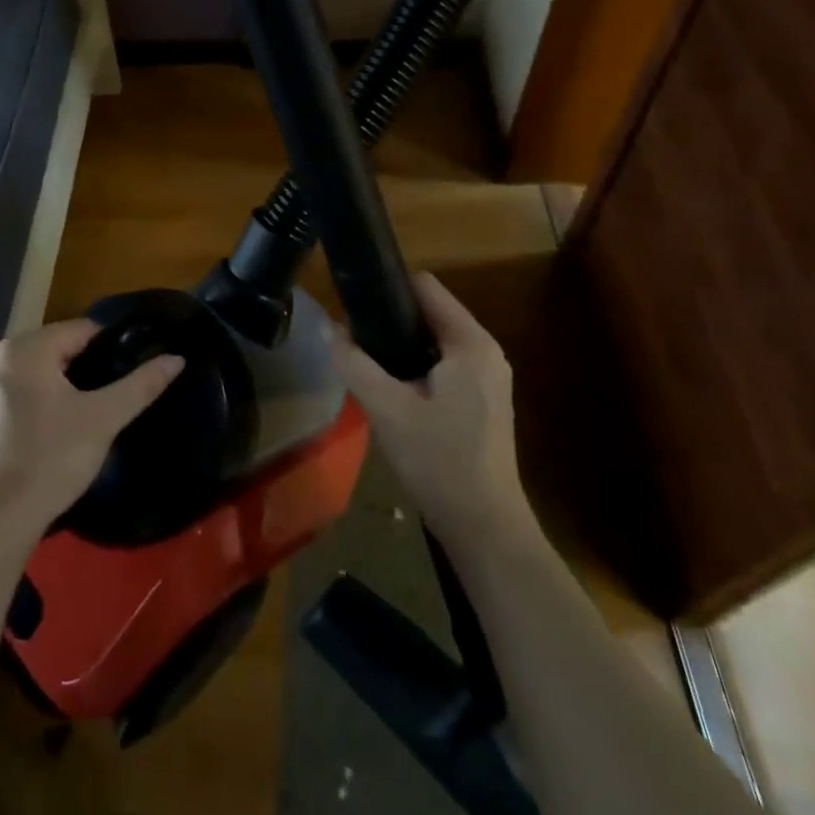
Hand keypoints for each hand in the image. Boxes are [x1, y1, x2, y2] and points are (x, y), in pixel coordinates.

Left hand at [0, 319, 183, 539]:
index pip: (83, 329)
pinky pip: (24, 392)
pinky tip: (60, 430)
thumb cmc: (50, 460)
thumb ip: (140, 385)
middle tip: (113, 398)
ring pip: (42, 371)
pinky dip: (45, 401)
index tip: (132, 373)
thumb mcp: (103, 419)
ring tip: (93, 415)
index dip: (113, 348)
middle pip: (61, 348)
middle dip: (89, 368)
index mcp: (25, 348)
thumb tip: (176, 358)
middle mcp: (0, 356)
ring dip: (67, 386)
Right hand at [330, 271, 531, 546]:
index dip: (386, 286)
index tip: (351, 299)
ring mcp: (487, 378)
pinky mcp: (482, 401)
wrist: (484, 528)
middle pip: (429, 313)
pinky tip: (388, 389)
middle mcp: (485, 352)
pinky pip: (442, 364)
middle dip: (388, 319)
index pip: (425, 287)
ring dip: (398, 345)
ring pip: (433, 341)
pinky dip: (414, 366)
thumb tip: (327, 328)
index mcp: (470, 343)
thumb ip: (354, 363)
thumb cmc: (439, 461)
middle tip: (350, 336)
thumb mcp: (387, 409)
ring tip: (362, 359)